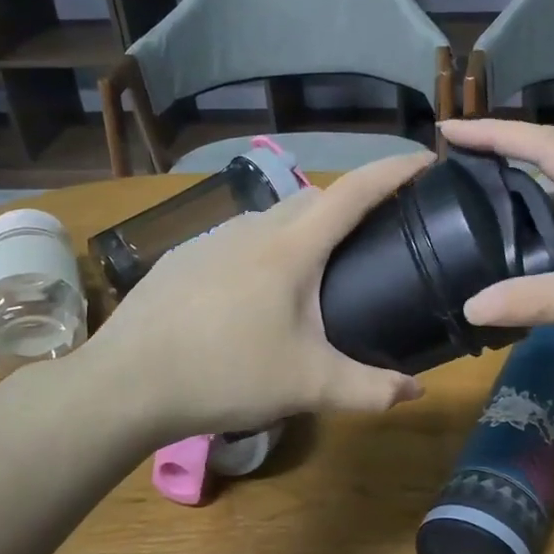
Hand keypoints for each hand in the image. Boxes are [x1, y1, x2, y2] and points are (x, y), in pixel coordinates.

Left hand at [81, 152, 432, 444]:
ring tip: (320, 269)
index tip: (428, 160)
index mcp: (292, 247)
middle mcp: (255, 227)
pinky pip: (242, 239)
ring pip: (275, 217)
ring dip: (307, 228)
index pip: (356, 190)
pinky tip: (259, 293)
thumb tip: (416, 393)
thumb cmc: (226, 373)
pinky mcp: (186, 256)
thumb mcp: (308, 386)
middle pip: (317, 198)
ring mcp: (214, 238)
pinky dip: (268, 249)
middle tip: (379, 231)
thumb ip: (369, 388)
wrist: (126, 383)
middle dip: (354, 202)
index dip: (396, 169)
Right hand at [440, 120, 553, 349]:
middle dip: (501, 176)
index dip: (492, 132)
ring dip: (527, 225)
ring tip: (481, 243)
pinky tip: (538, 286)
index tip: (447, 130)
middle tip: (453, 194)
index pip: (539, 144)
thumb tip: (473, 306)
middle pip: (548, 177)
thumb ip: (545, 300)